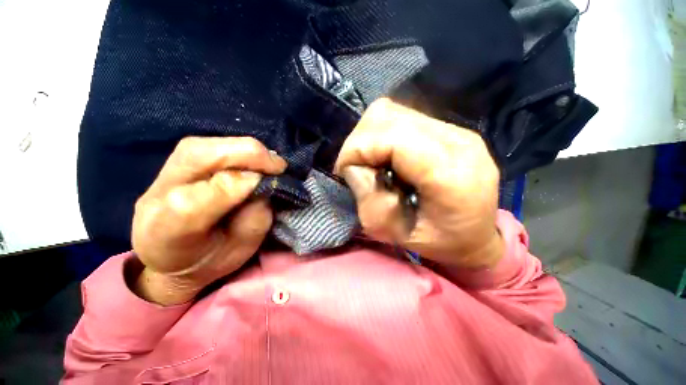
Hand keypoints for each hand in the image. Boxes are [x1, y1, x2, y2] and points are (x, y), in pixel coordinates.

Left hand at [131, 137, 286, 304]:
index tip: (272, 187)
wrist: (168, 255)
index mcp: (168, 227)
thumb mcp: (238, 252)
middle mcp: (160, 192)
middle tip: (279, 167)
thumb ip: (254, 220)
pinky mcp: (178, 160)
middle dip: (252, 157)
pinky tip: (253, 162)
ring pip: (210, 145)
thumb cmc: (208, 259)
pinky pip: (213, 145)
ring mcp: (165, 172)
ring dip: (248, 151)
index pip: (207, 194)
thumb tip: (264, 182)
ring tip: (270, 165)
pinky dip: (240, 151)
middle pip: (206, 156)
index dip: (245, 185)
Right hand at [335, 98, 502, 268]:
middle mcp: (457, 140)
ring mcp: (456, 130)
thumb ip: (370, 201)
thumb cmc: (438, 243)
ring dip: (370, 136)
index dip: (356, 150)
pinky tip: (388, 156)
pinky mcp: (451, 128)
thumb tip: (354, 168)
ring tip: (372, 162)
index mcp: (449, 174)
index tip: (345, 171)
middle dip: (360, 141)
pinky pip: (403, 117)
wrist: (477, 237)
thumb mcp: (394, 234)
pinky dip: (383, 134)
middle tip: (358, 167)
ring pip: (392, 111)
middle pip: (388, 115)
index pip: (389, 137)